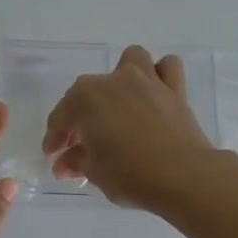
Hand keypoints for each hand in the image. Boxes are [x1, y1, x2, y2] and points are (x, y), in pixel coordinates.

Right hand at [43, 46, 217, 208]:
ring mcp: (147, 80)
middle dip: (81, 115)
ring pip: (130, 61)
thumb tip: (65, 163)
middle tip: (82, 144)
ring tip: (119, 105)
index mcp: (85, 98)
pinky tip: (153, 96)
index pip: (61, 118)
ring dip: (121, 78)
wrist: (184, 177)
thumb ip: (76, 162)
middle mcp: (114, 81)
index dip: (55, 139)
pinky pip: (166, 68)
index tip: (54, 156)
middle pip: (88, 92)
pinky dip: (158, 76)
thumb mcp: (94, 172)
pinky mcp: (175, 89)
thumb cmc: (130, 174)